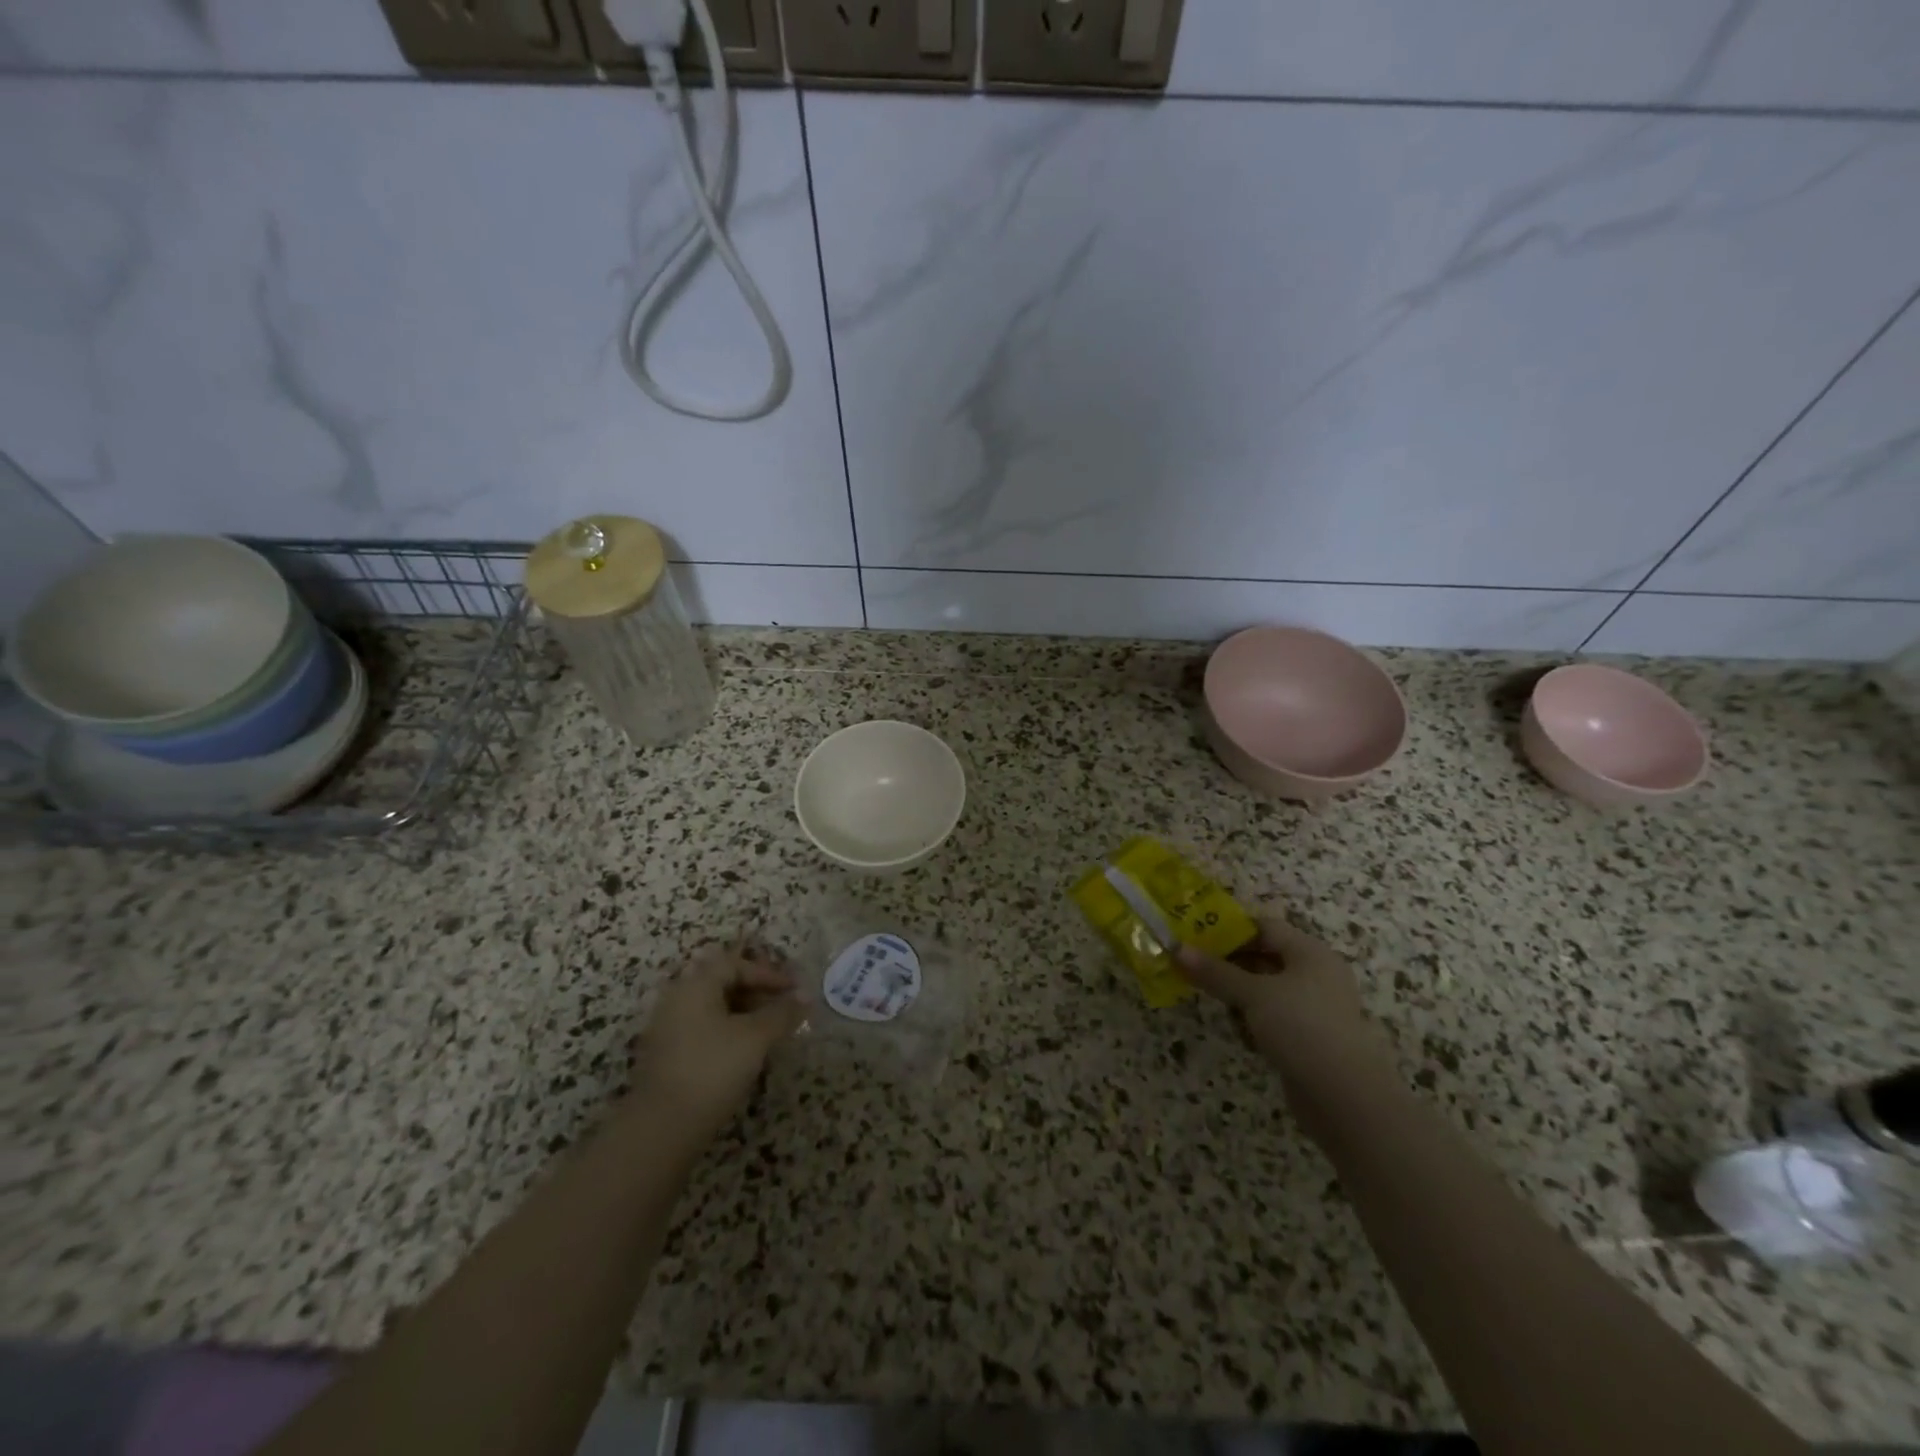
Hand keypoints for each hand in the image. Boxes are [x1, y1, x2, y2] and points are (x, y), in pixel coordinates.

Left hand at [627, 944, 806, 1141]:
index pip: (735, 964)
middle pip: (722, 983)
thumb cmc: (713, 1069)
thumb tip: (805, 996)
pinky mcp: (666, 1056)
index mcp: (696, 985)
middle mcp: (677, 999)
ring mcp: (668, 1028)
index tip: (794, 991)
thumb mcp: (756, 1037)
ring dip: (744, 1014)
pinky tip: (745, 1053)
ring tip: (769, 1032)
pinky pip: (702, 1029)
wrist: (662, 1127)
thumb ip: (782, 1013)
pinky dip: (728, 1032)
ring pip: (713, 1008)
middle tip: (783, 1009)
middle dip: (757, 993)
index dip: (768, 974)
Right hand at [1177, 916, 1389, 1105]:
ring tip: (1208, 998)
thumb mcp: (1252, 994)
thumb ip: (1215, 972)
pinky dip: (1254, 1020)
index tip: (1195, 936)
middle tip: (1192, 966)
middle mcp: (1316, 975)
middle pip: (1265, 958)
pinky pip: (1274, 1018)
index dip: (1231, 929)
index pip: (1265, 927)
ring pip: (1267, 990)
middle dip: (1229, 963)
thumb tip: (1177, 948)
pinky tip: (1237, 1031)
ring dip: (1239, 994)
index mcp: (1311, 953)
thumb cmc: (1301, 1027)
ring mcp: (1315, 1009)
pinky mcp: (1310, 1039)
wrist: (1346, 1098)